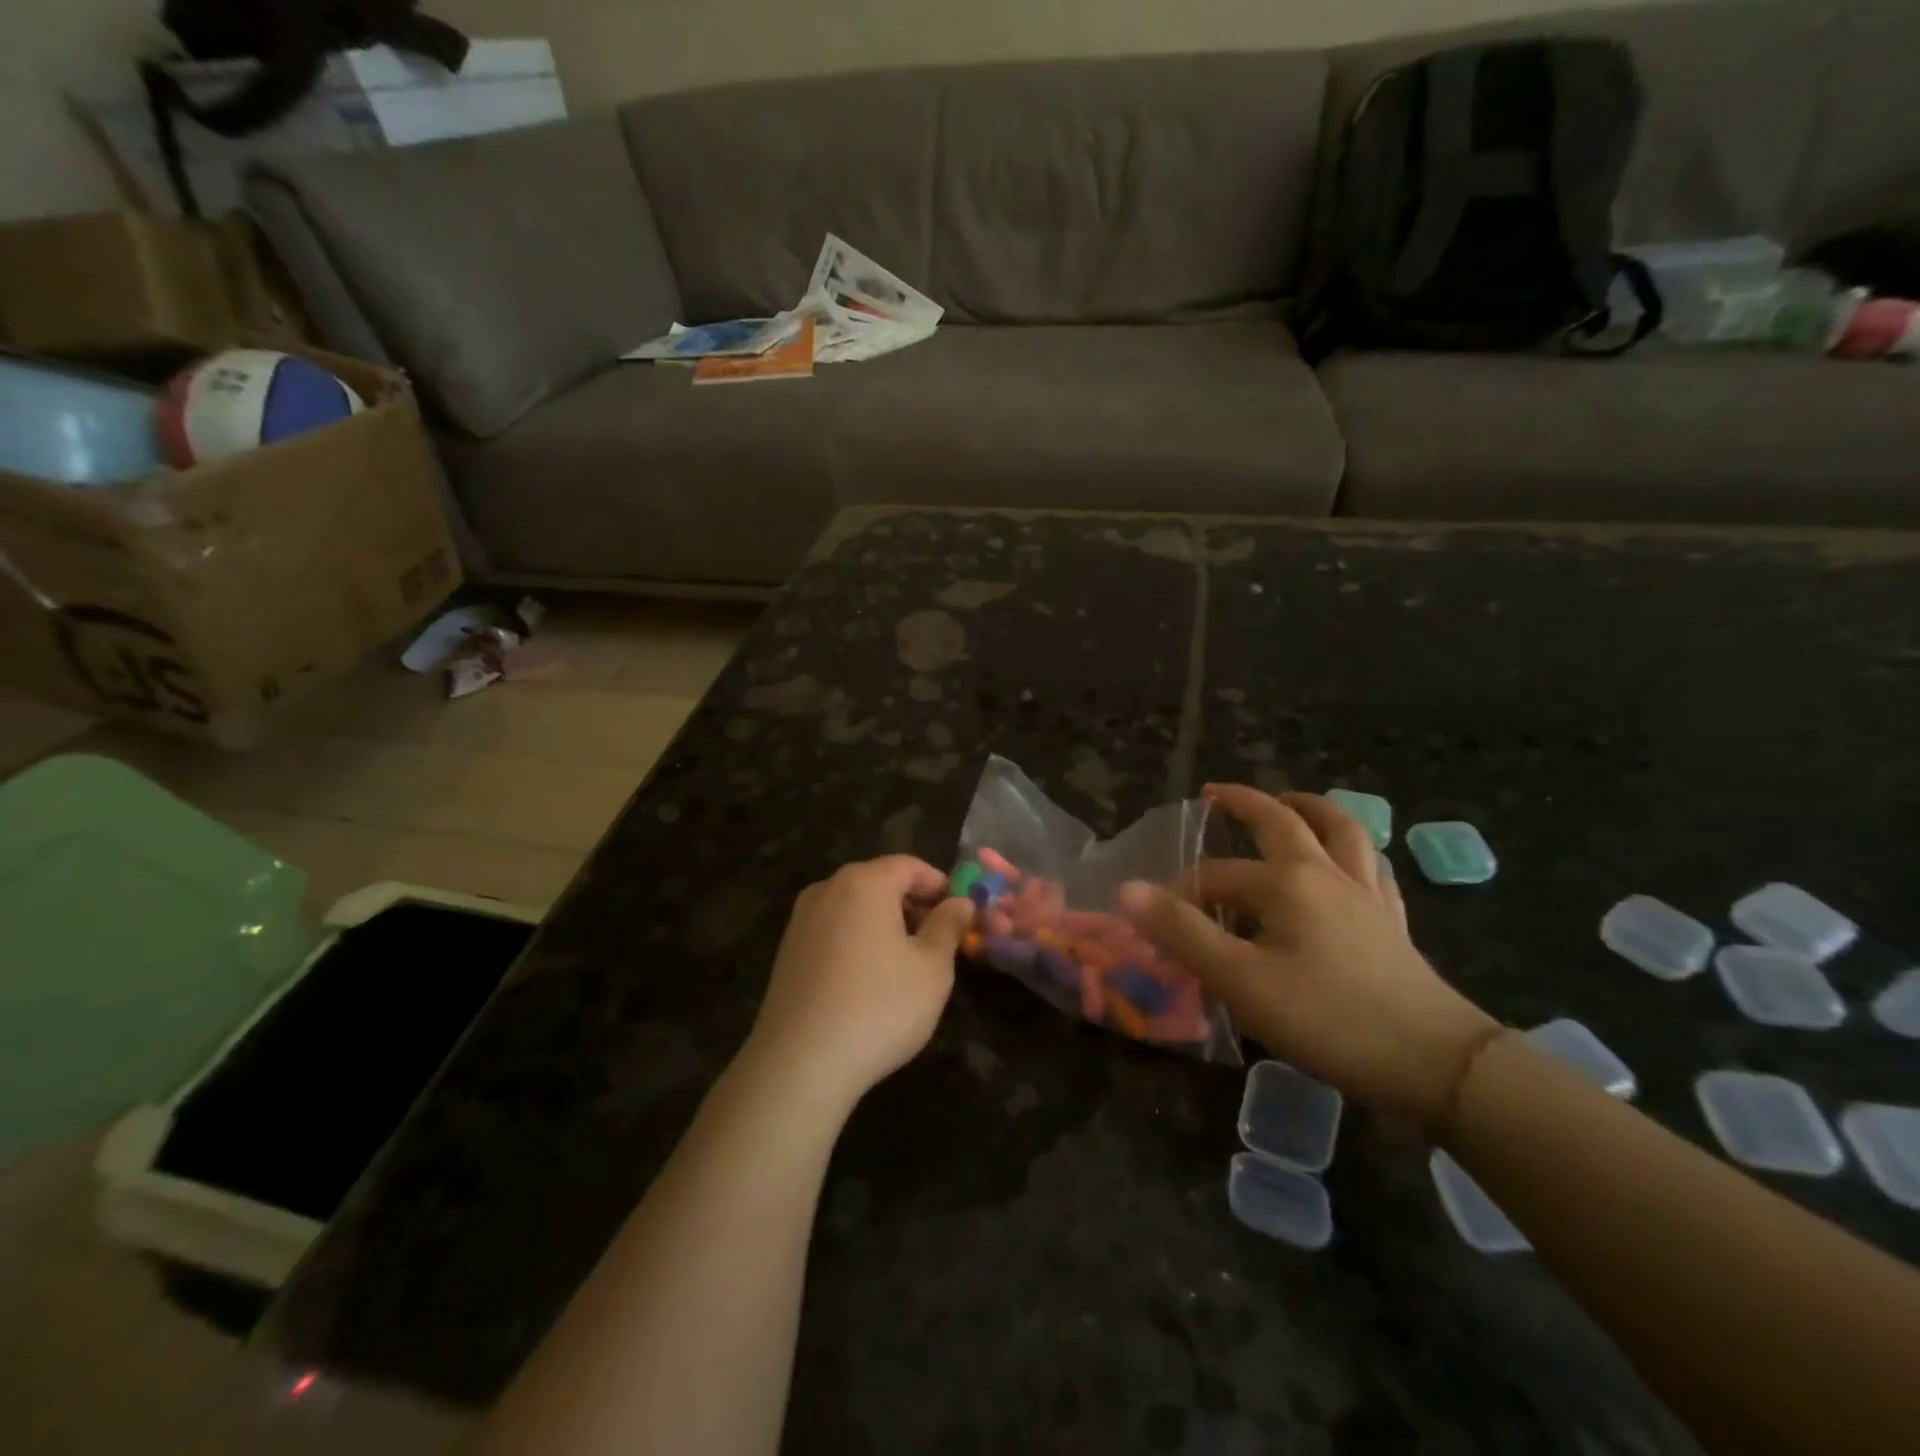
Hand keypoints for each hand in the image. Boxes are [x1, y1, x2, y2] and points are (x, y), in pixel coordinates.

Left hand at [746, 856, 973, 1109]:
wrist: (799, 1064)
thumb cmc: (879, 1007)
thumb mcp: (932, 969)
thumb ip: (948, 927)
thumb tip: (961, 902)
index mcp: (864, 883)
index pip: (909, 866)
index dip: (939, 884)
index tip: (960, 912)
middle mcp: (827, 890)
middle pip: (878, 882)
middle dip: (912, 903)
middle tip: (938, 938)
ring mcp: (801, 921)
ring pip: (854, 906)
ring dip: (884, 922)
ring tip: (907, 961)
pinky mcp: (787, 952)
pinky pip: (833, 930)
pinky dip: (857, 940)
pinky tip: (869, 979)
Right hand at [1120, 786, 1499, 1129]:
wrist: (1436, 1065)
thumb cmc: (1329, 1019)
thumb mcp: (1241, 980)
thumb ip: (1182, 933)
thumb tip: (1127, 890)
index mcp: (1287, 882)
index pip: (1216, 876)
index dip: (1179, 895)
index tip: (1155, 925)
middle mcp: (1326, 873)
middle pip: (1284, 820)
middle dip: (1246, 803)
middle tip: (1217, 793)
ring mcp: (1366, 895)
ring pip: (1340, 832)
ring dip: (1310, 808)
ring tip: (1290, 801)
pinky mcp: (1392, 922)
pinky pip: (1372, 868)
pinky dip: (1352, 851)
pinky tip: (1348, 862)